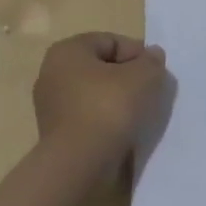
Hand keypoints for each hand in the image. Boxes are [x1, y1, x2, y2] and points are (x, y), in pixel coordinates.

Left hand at [32, 33, 170, 160]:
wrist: (78, 163)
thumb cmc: (109, 107)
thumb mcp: (143, 76)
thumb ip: (151, 61)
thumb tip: (152, 55)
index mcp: (67, 50)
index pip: (111, 42)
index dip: (137, 54)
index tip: (155, 73)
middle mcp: (52, 72)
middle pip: (102, 67)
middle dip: (127, 77)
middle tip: (149, 92)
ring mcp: (50, 105)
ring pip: (95, 93)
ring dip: (117, 100)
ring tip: (138, 114)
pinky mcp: (55, 132)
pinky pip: (88, 116)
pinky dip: (105, 120)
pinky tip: (122, 131)